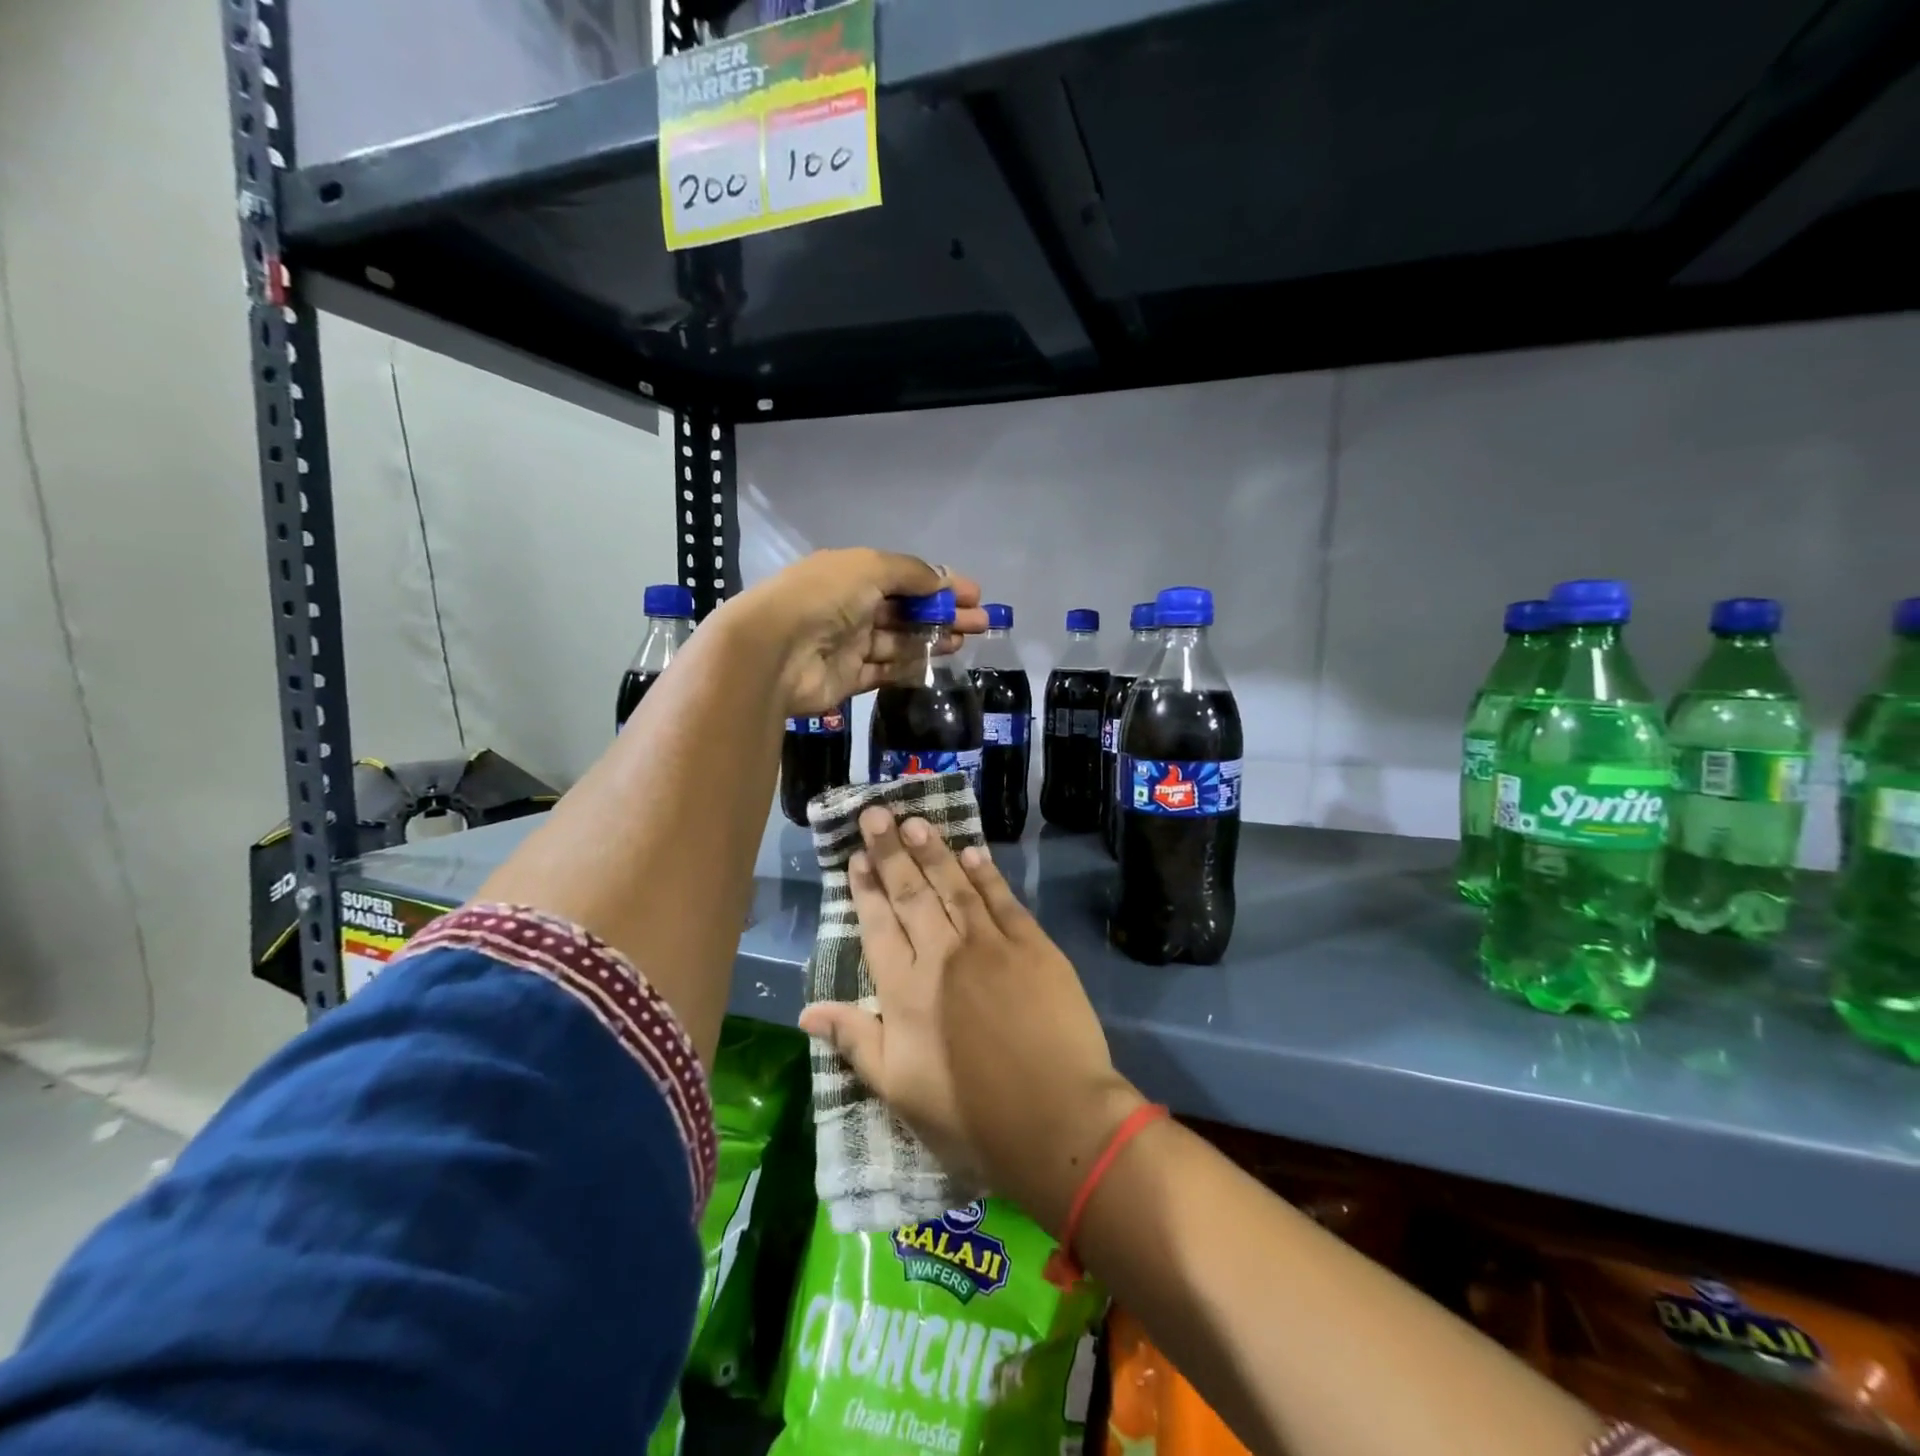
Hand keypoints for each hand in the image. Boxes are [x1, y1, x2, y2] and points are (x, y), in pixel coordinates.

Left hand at [720, 549, 986, 715]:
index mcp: (851, 574)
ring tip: (964, 641)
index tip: (974, 594)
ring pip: (899, 641)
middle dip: (944, 614)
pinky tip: (937, 663)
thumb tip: (942, 580)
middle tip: (981, 622)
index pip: (904, 577)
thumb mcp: (869, 568)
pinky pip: (885, 670)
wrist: (773, 652)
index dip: (939, 584)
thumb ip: (910, 573)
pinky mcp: (847, 678)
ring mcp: (848, 644)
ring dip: (931, 639)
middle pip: (906, 610)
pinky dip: (910, 666)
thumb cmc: (822, 598)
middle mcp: (850, 607)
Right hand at [798, 806, 1143, 1234]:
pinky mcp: (1032, 946)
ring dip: (932, 852)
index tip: (855, 857)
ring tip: (914, 821)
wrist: (1056, 1118)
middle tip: (876, 815)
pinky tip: (971, 852)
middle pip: (910, 894)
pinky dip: (984, 874)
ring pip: (953, 886)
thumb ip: (854, 1041)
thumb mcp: (898, 1090)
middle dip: (891, 852)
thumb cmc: (971, 1114)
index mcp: (905, 991)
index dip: (865, 889)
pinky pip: (1002, 899)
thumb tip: (806, 1011)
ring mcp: (989, 945)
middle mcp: (941, 955)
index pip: (878, 926)